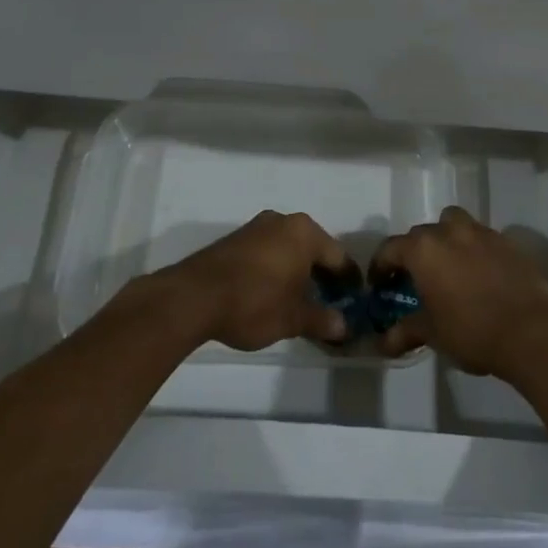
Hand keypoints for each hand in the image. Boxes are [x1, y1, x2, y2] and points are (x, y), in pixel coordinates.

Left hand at [161, 211, 351, 350]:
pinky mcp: (235, 239)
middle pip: (314, 249)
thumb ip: (322, 320)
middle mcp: (283, 221)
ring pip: (289, 248)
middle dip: (322, 275)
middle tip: (329, 302)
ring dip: (297, 271)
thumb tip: (343, 326)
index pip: (338, 257)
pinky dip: (276, 268)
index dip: (348, 281)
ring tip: (300, 300)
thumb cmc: (254, 303)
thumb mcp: (293, 319)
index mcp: (305, 233)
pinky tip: (272, 292)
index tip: (354, 300)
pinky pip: (268, 251)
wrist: (192, 298)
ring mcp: (256, 227)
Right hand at [370, 206, 547, 378]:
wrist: (532, 331)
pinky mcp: (507, 241)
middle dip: (414, 253)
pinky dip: (473, 249)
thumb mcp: (432, 333)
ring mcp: (481, 232)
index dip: (381, 267)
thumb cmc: (472, 330)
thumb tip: (382, 342)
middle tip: (414, 279)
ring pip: (454, 224)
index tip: (380, 285)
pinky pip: (481, 238)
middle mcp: (450, 231)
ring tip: (448, 267)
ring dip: (445, 239)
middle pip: (422, 234)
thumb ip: (404, 331)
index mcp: (424, 249)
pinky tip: (479, 274)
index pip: (390, 248)